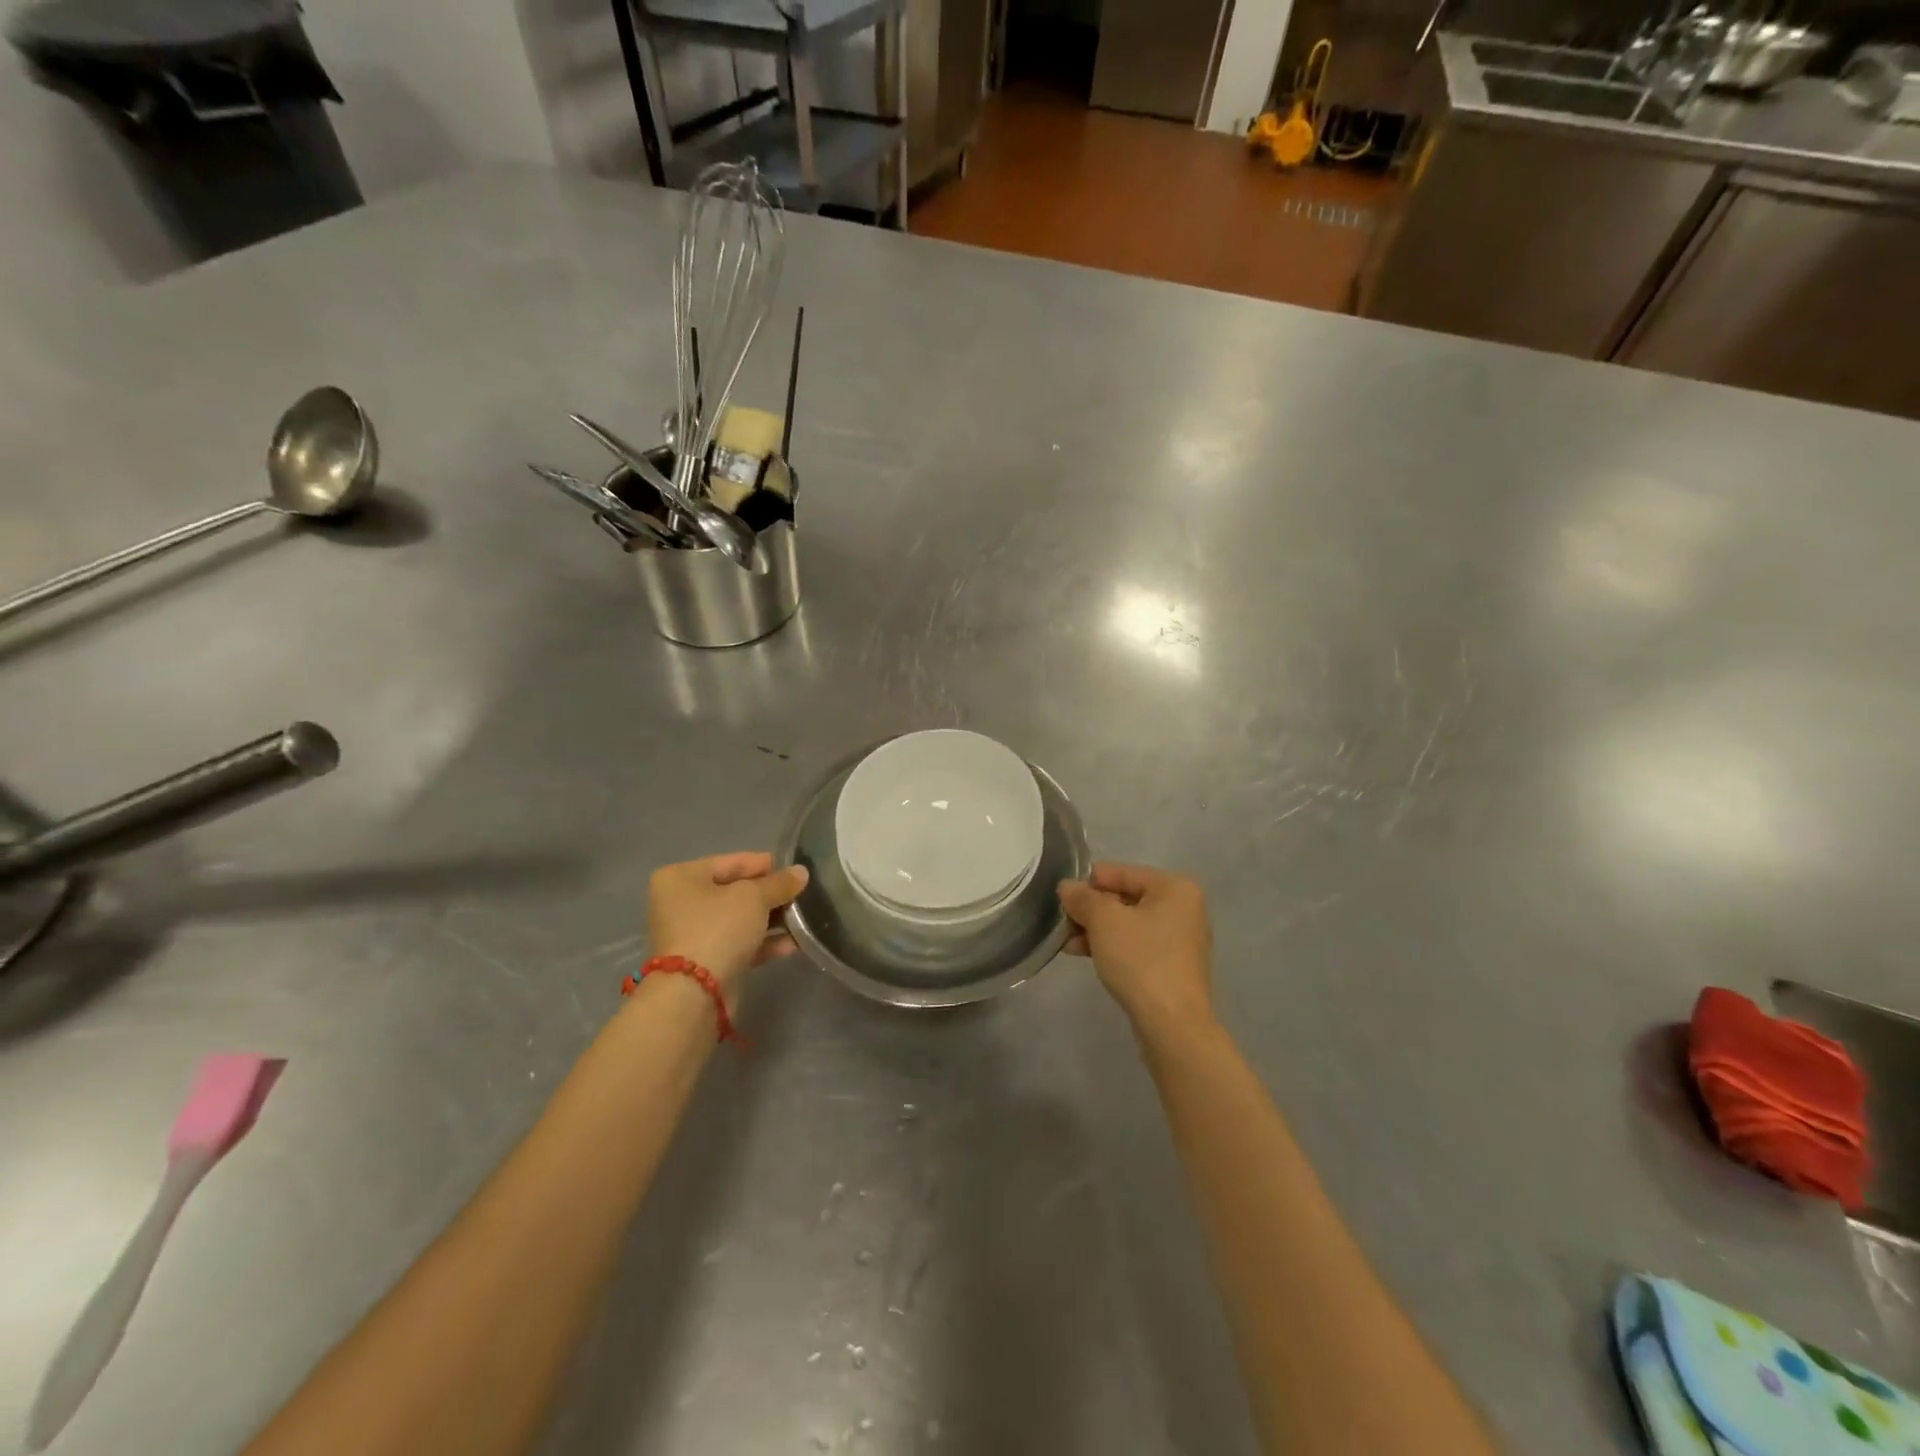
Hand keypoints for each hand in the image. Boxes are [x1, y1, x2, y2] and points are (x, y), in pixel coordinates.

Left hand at [649, 852, 809, 994]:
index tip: (793, 871)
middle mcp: (680, 903)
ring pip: (738, 920)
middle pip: (734, 892)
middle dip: (769, 896)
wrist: (694, 993)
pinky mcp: (703, 962)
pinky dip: (762, 943)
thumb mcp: (754, 897)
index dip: (764, 865)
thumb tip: (801, 873)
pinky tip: (792, 944)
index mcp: (681, 877)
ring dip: (770, 920)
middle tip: (800, 896)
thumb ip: (779, 883)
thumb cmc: (718, 928)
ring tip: (802, 919)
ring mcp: (690, 934)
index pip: (730, 862)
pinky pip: (737, 944)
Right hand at [1059, 864, 1213, 1037]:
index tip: (1060, 897)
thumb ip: (1083, 898)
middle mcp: (1183, 908)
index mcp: (1174, 887)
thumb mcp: (1104, 921)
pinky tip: (1083, 954)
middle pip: (1125, 897)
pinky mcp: (1171, 966)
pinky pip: (1135, 945)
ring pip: (1127, 923)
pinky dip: (1110, 946)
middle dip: (1090, 910)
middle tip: (1061, 922)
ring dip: (1096, 930)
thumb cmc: (1141, 960)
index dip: (1087, 882)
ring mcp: (1179, 939)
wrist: (1172, 1024)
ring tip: (1067, 942)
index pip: (1121, 872)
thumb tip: (1067, 887)